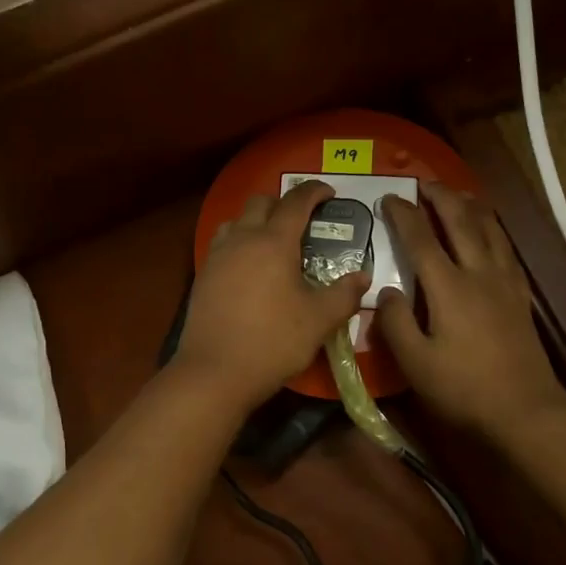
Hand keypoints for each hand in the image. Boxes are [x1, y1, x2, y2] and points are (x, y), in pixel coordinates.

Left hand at [176, 182, 368, 411]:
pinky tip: (249, 268)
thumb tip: (363, 277)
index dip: (315, 192)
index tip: (330, 194)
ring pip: (236, 220)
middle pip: (261, 202)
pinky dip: (239, 242)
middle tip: (303, 221)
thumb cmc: (272, 341)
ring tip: (274, 243)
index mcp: (273, 242)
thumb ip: (344, 294)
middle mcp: (242, 239)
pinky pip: (222, 244)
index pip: (296, 202)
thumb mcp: (318, 320)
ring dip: (256, 221)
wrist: (214, 372)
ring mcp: (217, 256)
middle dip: (284, 203)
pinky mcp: (203, 276)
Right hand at [374, 183, 565, 442]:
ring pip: (489, 229)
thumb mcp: (415, 363)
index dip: (403, 215)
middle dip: (441, 197)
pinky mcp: (520, 296)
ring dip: (470, 206)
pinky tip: (489, 233)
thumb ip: (395, 323)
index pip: (421, 239)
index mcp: (449, 288)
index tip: (389, 197)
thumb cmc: (463, 389)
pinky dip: (492, 230)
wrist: (524, 410)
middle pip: (461, 221)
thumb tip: (386, 292)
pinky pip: (505, 249)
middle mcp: (479, 274)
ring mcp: (505, 282)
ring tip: (456, 195)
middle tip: (423, 183)